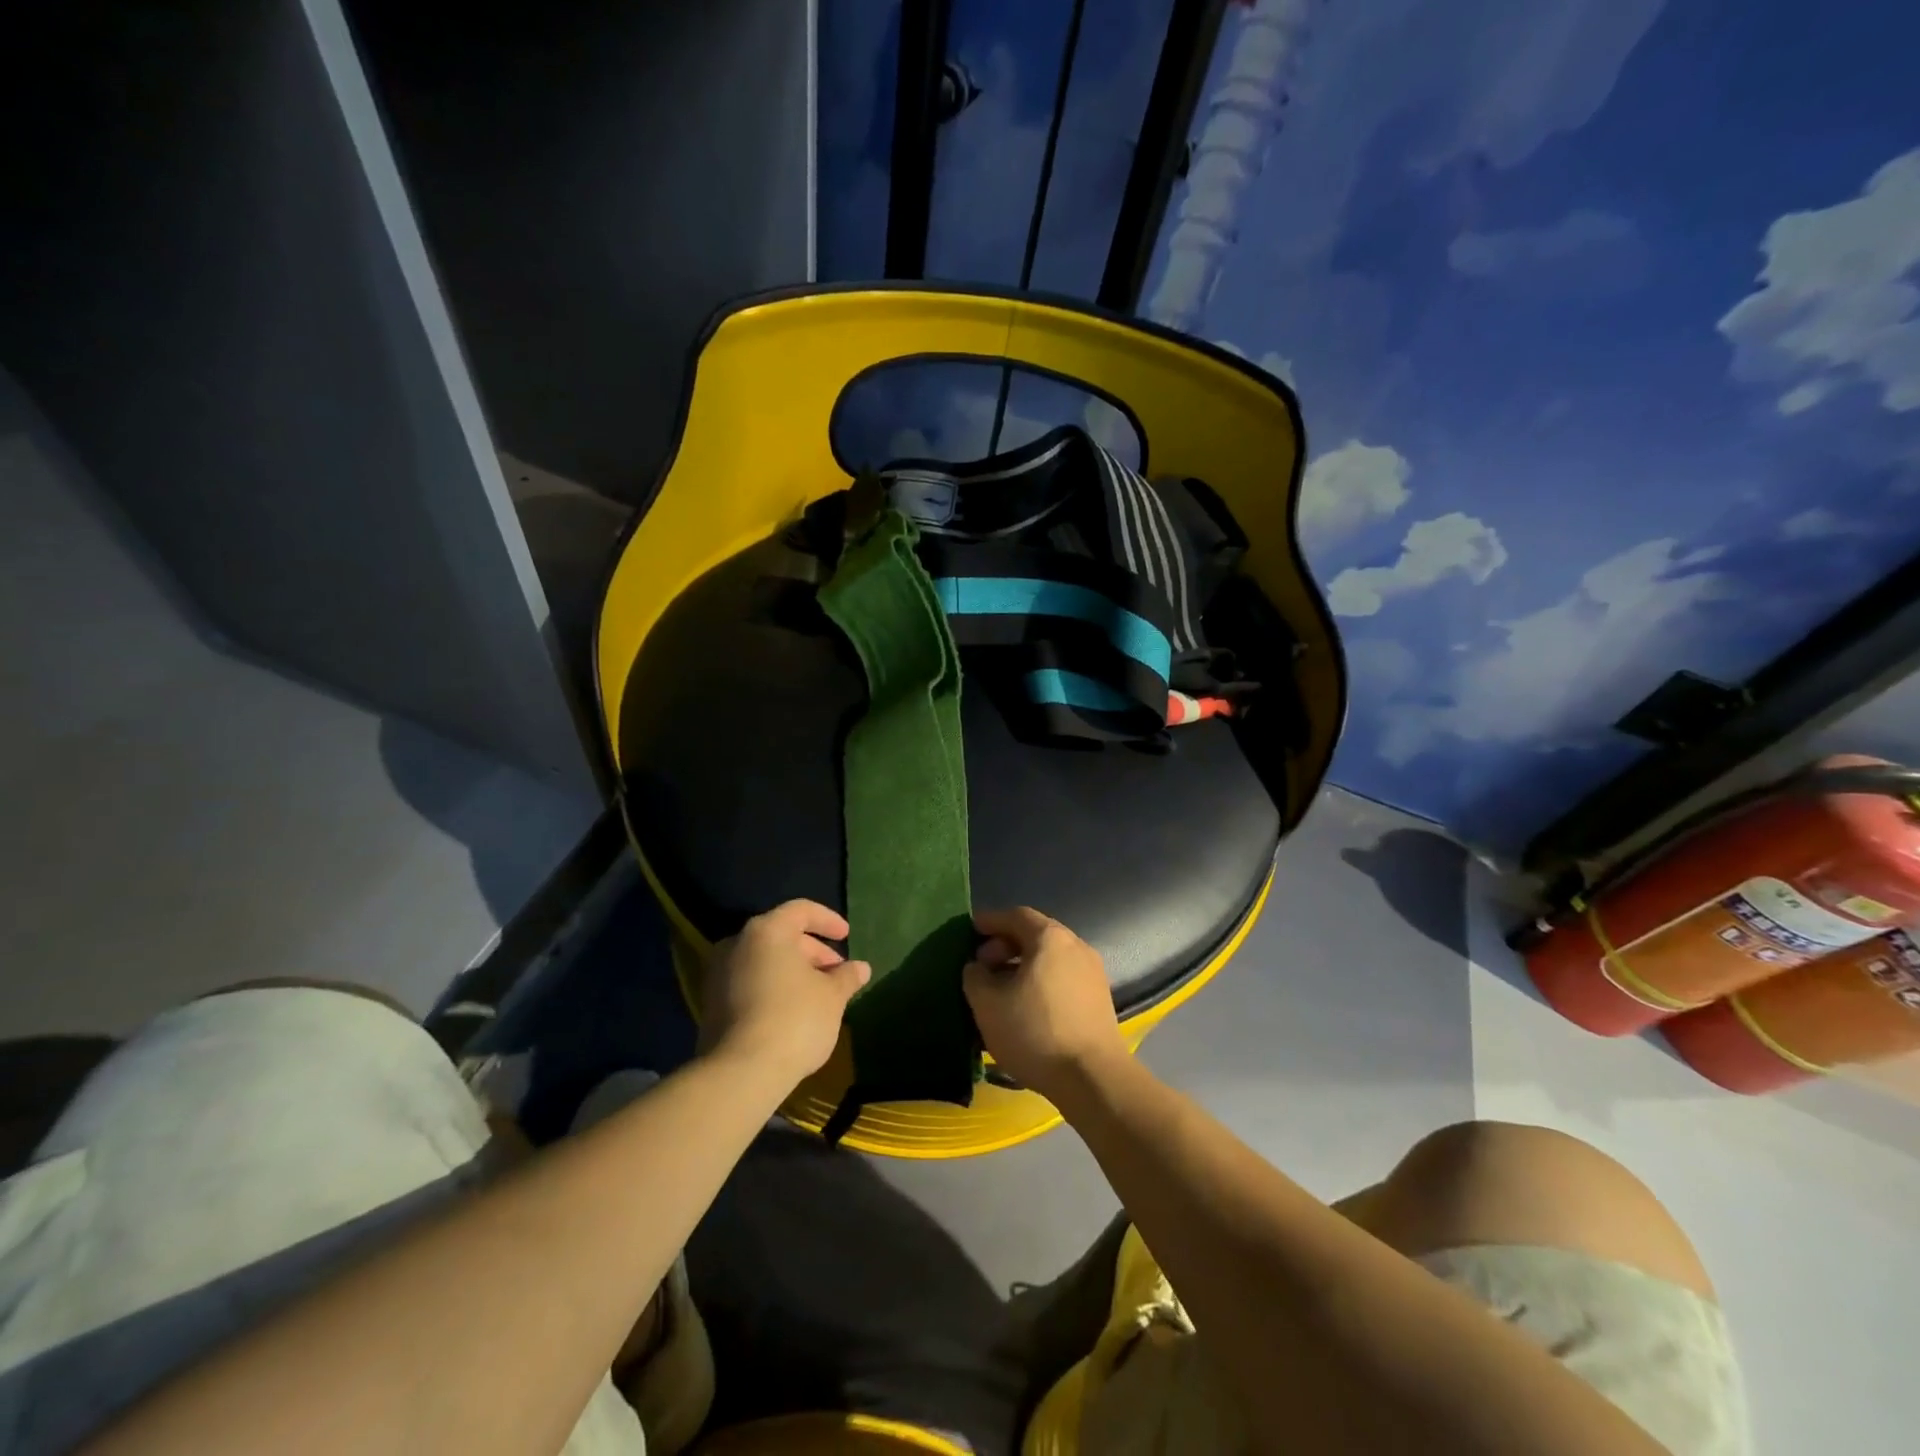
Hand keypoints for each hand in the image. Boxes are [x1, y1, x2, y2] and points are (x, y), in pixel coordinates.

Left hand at [700, 900, 870, 1086]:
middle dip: (812, 951)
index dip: (828, 920)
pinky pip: (748, 982)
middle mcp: (737, 943)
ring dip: (792, 971)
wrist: (740, 1073)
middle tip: (836, 973)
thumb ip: (846, 976)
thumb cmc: (794, 1019)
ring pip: (764, 960)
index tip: (847, 936)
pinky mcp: (710, 1004)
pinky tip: (792, 1011)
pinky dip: (772, 987)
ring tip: (818, 994)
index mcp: (766, 931)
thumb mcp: (832, 996)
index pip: (801, 910)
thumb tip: (860, 968)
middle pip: (781, 935)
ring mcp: (718, 974)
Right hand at [963, 908, 1128, 1101]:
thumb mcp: (988, 1004)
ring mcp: (1092, 971)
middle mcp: (1075, 945)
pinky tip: (1026, 1006)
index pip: (1016, 916)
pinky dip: (1041, 980)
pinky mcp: (1099, 998)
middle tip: (983, 965)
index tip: (970, 931)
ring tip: (1001, 989)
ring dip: (1023, 965)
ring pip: (1050, 957)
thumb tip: (978, 967)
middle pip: (1035, 934)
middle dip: (1005, 944)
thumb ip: (975, 977)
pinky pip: (1063, 976)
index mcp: (1049, 937)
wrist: (1092, 1077)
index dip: (990, 921)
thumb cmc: (1035, 1032)